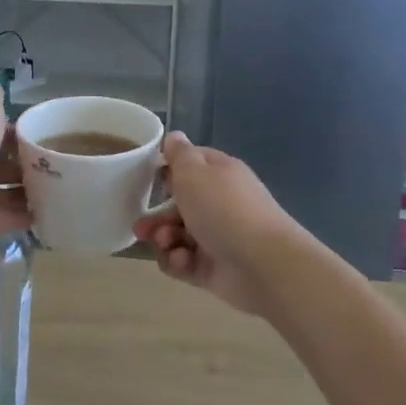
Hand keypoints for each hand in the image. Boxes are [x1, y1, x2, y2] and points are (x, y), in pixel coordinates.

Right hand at [131, 132, 301, 309]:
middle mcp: (219, 203)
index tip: (149, 179)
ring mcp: (216, 237)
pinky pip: (184, 261)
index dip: (168, 170)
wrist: (262, 264)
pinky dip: (178, 262)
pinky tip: (182, 261)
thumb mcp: (194, 172)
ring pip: (176, 235)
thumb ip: (179, 154)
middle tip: (143, 227)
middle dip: (157, 216)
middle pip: (178, 205)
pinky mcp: (213, 267)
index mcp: (219, 174)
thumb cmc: (223, 209)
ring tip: (167, 244)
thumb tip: (174, 137)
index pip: (190, 164)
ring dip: (164, 239)